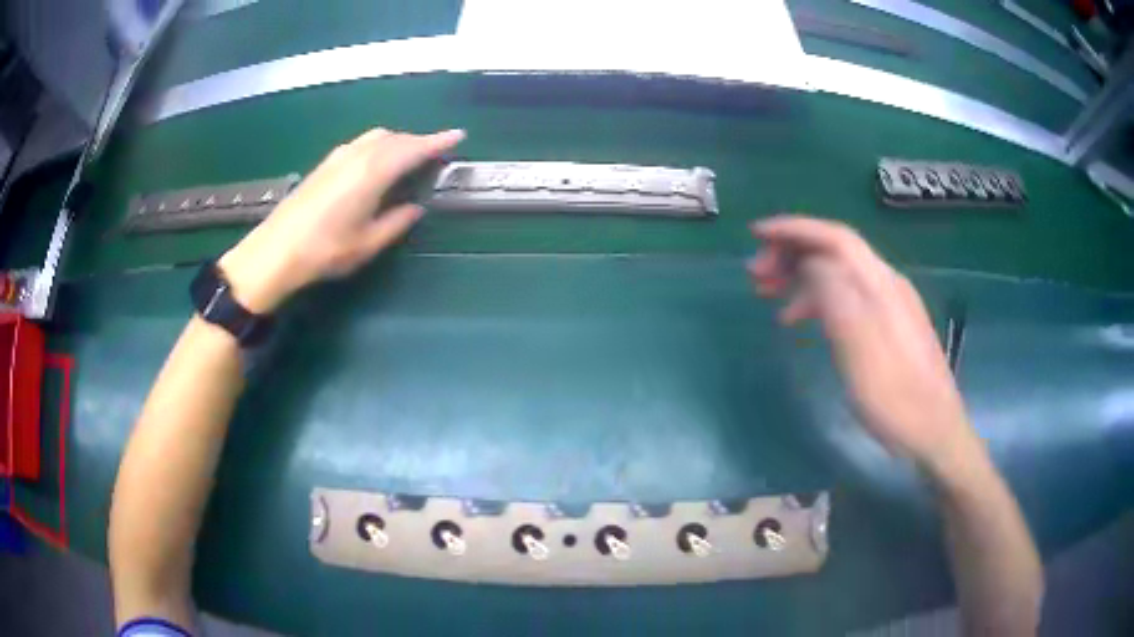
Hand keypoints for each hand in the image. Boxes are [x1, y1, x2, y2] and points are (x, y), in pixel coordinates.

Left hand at [218, 128, 465, 312]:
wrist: (276, 250)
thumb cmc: (324, 250)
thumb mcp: (367, 243)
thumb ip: (396, 223)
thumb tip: (414, 208)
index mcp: (373, 172)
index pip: (413, 149)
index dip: (437, 142)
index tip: (458, 135)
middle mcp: (357, 156)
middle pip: (395, 138)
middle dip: (418, 141)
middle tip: (434, 154)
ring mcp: (338, 157)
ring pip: (377, 137)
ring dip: (397, 142)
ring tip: (408, 158)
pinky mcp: (325, 163)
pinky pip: (361, 143)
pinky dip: (378, 146)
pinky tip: (376, 163)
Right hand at [748, 215, 981, 475]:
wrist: (935, 432)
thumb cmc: (896, 400)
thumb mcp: (861, 352)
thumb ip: (838, 300)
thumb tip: (811, 262)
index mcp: (880, 285)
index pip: (835, 238)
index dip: (794, 229)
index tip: (756, 234)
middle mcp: (886, 284)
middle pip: (835, 251)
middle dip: (792, 253)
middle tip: (755, 276)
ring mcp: (891, 304)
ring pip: (839, 273)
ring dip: (802, 277)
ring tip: (769, 297)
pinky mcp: (890, 325)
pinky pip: (848, 296)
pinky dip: (819, 299)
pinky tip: (802, 320)